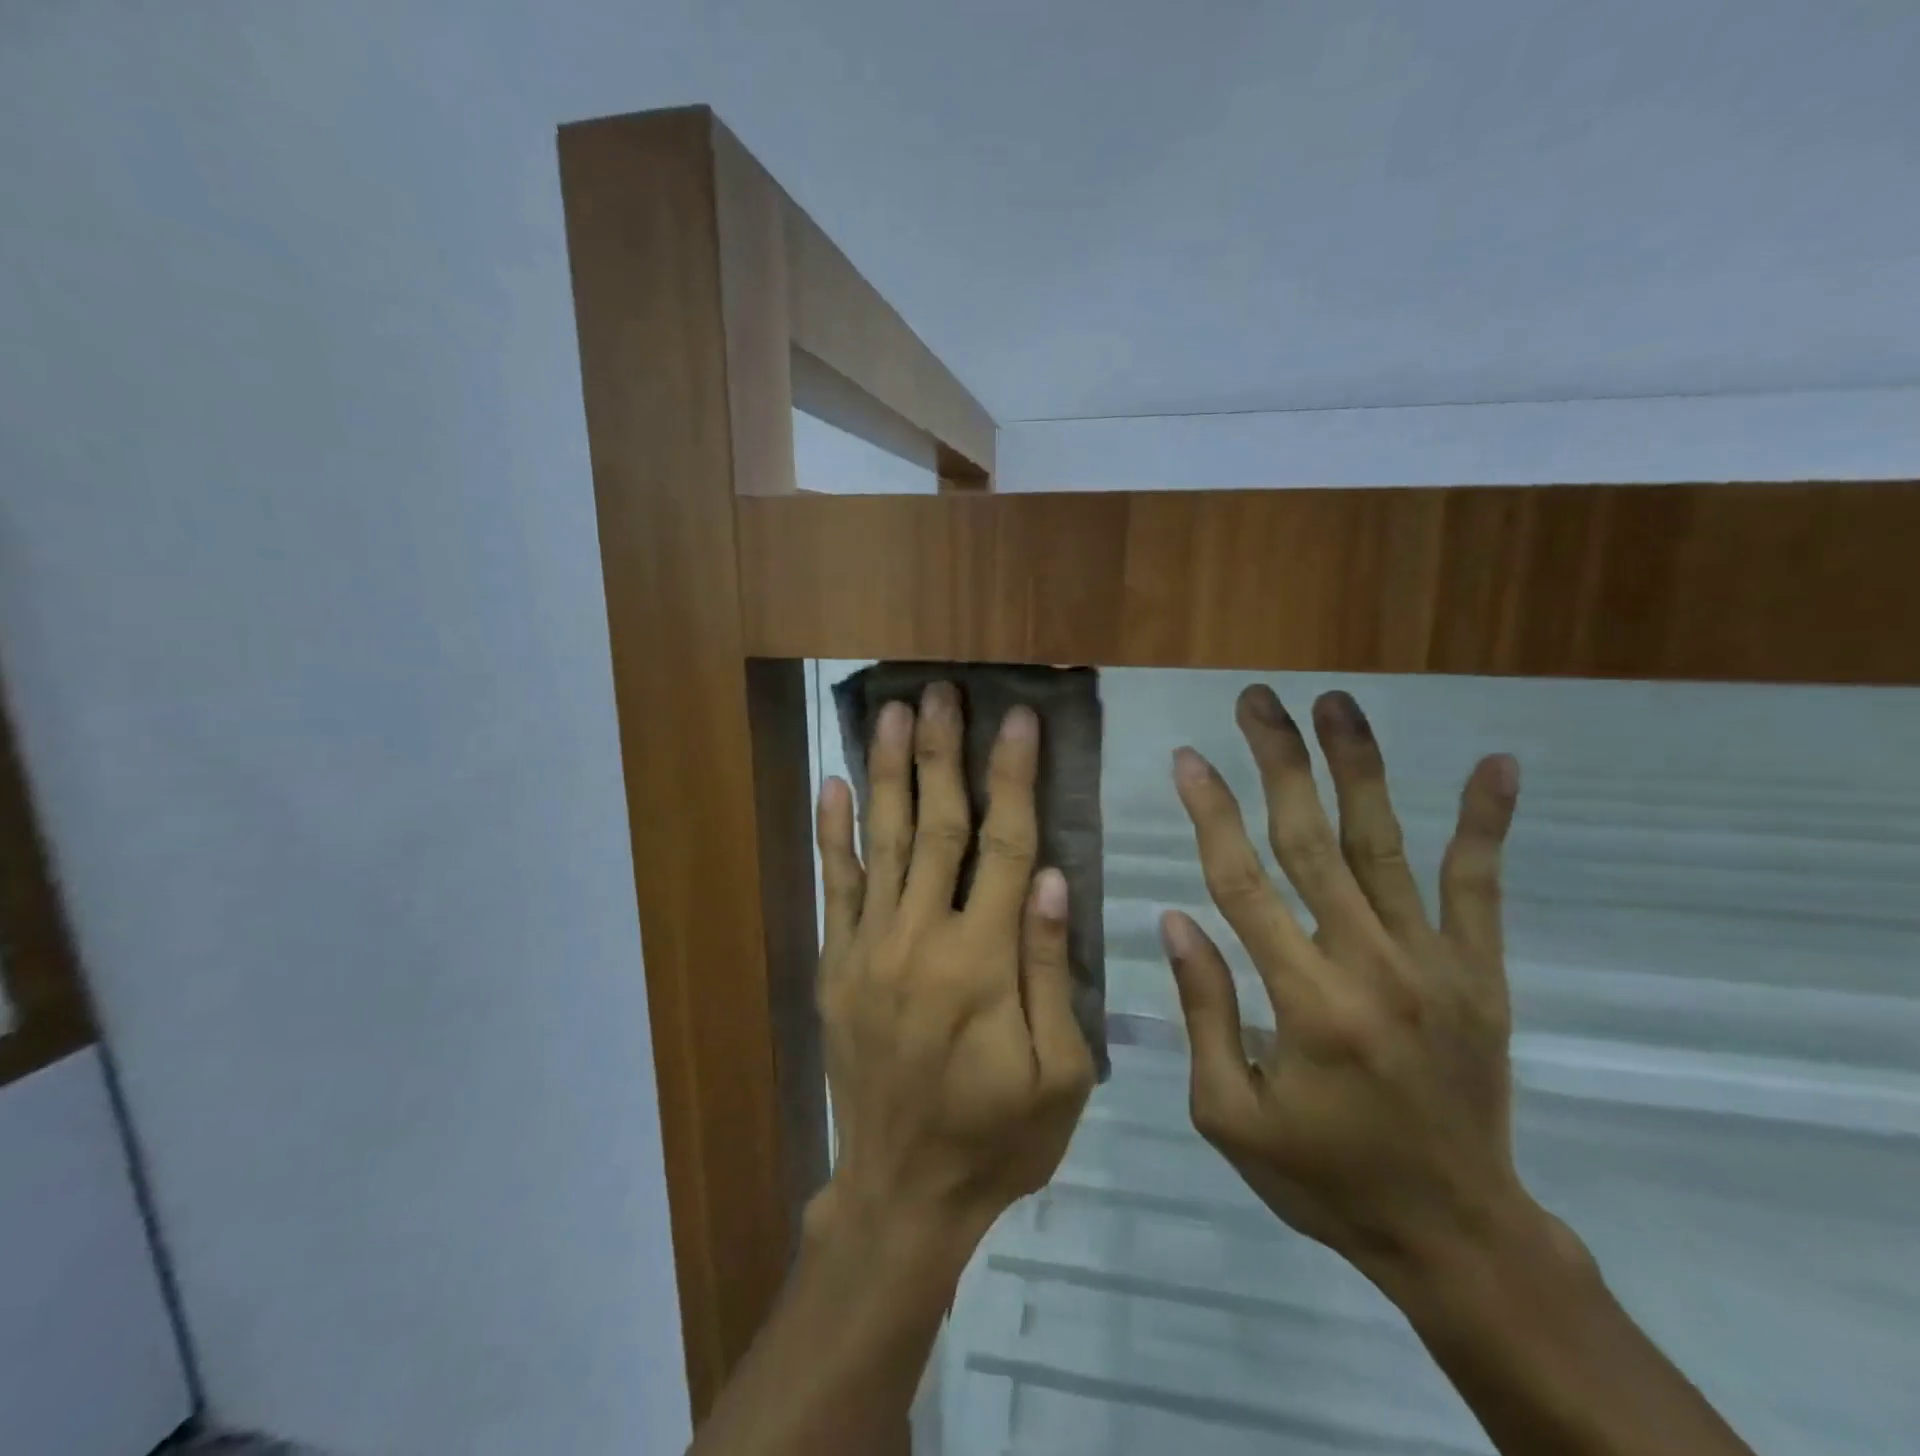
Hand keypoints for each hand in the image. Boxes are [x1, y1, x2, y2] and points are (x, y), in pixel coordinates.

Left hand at [808, 683, 1095, 1253]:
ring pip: (882, 841)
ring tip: (891, 712)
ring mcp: (868, 949)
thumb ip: (1052, 970)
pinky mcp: (837, 965)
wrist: (902, 1192)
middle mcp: (920, 939)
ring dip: (887, 771)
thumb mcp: (1059, 1073)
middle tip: (941, 691)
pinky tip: (830, 784)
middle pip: (937, 826)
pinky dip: (832, 833)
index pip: (1006, 846)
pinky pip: (834, 886)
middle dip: (941, 752)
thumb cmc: (997, 1137)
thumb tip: (1054, 877)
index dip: (1015, 777)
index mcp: (982, 963)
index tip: (1019, 719)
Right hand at [1163, 685, 1538, 1289]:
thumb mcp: (1229, 1115)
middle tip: (1258, 701)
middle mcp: (1370, 966)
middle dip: (1279, 763)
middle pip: (1311, 842)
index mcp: (1304, 1003)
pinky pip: (1480, 887)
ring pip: (1385, 845)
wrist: (1456, 1234)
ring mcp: (1434, 964)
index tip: (1187, 757)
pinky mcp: (1480, 973)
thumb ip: (1203, 1011)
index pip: (1243, 883)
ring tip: (1336, 704)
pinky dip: (1487, 824)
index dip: (1210, 814)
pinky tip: (1495, 764)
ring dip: (1358, 768)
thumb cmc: (1324, 1177)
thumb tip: (1175, 920)